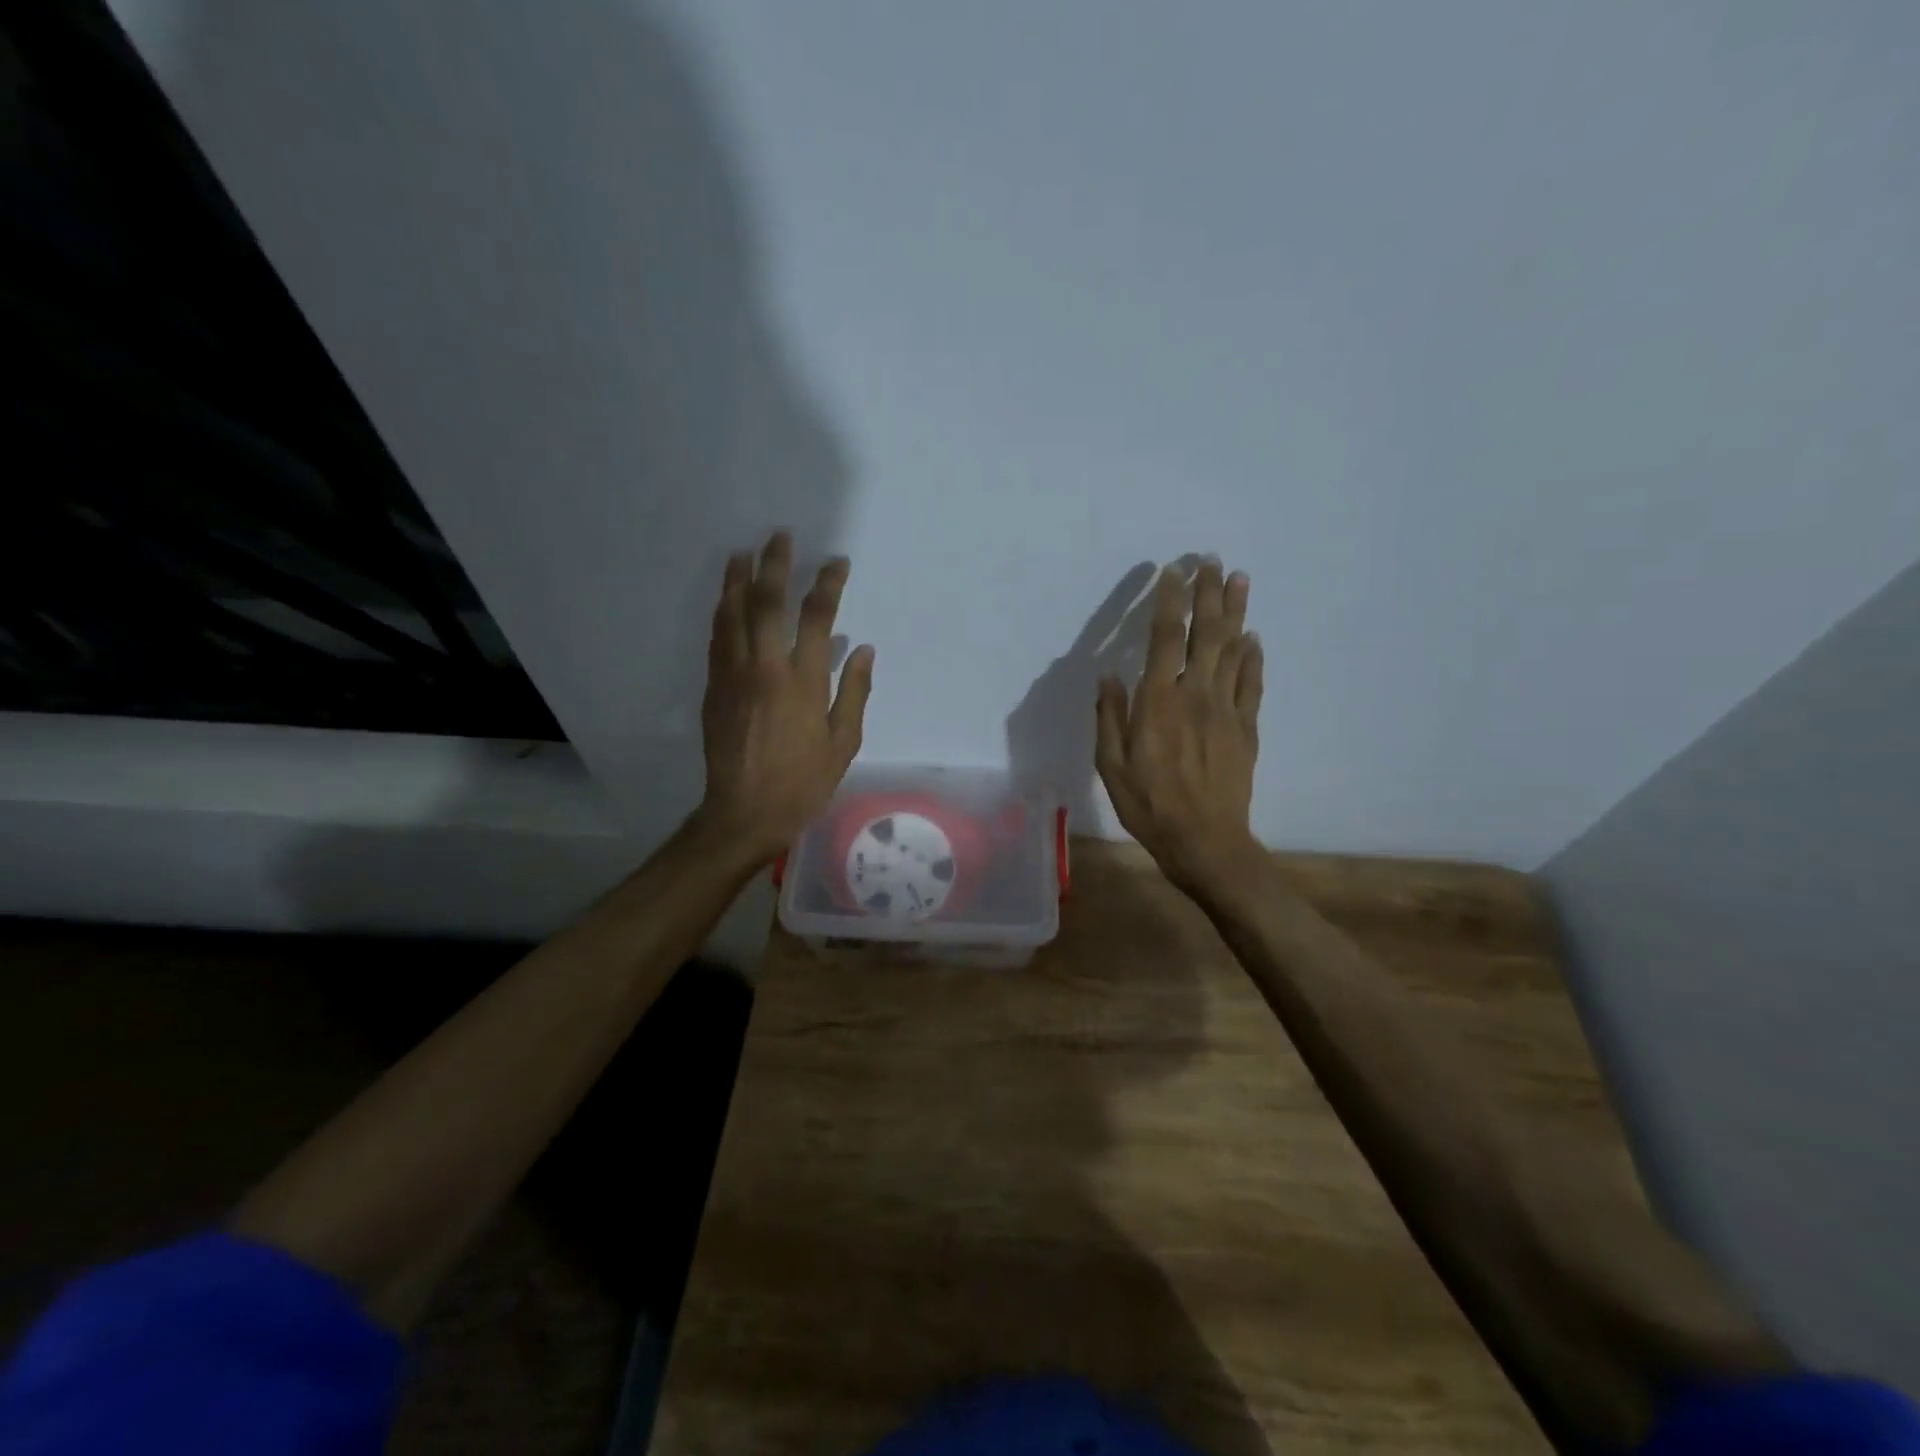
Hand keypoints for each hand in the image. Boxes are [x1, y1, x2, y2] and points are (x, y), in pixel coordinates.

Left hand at [696, 531, 874, 864]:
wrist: (745, 812)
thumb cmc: (803, 781)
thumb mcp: (843, 743)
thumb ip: (854, 692)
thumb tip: (861, 649)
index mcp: (803, 681)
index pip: (816, 617)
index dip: (827, 584)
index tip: (836, 562)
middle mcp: (765, 668)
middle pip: (767, 603)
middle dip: (775, 565)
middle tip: (779, 536)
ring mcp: (733, 675)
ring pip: (733, 615)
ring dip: (738, 580)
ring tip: (742, 553)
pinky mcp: (714, 688)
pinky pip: (717, 639)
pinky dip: (722, 613)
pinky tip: (725, 600)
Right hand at [1094, 559, 1263, 889]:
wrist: (1205, 841)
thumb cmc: (1149, 805)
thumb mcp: (1111, 765)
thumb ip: (1110, 717)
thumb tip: (1109, 676)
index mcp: (1158, 702)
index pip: (1166, 638)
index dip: (1171, 601)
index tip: (1173, 572)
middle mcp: (1195, 695)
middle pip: (1207, 634)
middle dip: (1210, 594)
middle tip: (1213, 561)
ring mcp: (1226, 710)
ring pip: (1234, 650)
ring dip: (1237, 612)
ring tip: (1241, 579)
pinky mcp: (1246, 728)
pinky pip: (1252, 684)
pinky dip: (1253, 657)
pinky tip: (1253, 639)